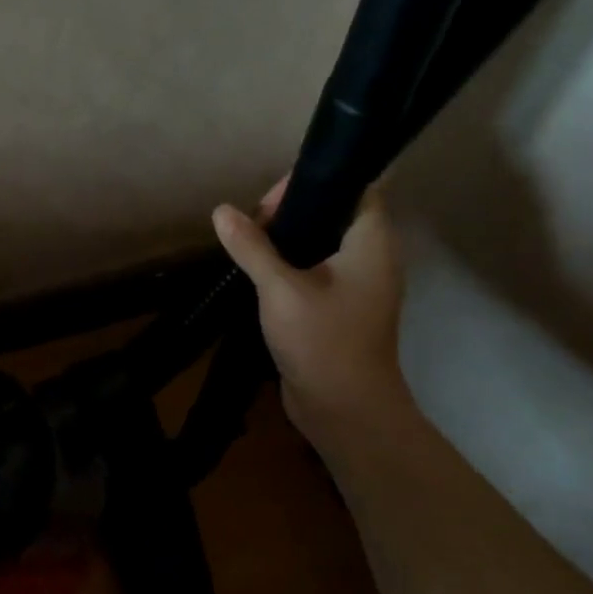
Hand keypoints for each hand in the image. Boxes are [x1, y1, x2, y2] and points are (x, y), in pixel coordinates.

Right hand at [212, 180, 409, 438]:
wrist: (344, 409)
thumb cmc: (322, 340)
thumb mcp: (280, 288)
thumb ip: (251, 247)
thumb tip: (221, 211)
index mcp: (370, 243)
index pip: (356, 189)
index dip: (315, 184)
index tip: (271, 199)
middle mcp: (371, 258)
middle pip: (334, 214)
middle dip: (292, 213)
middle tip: (251, 225)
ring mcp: (357, 286)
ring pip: (321, 245)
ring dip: (286, 242)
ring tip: (248, 246)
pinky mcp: (340, 308)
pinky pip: (316, 272)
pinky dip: (289, 266)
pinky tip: (257, 275)